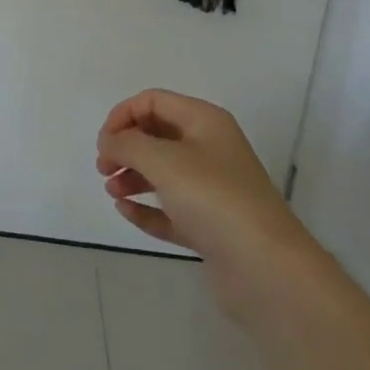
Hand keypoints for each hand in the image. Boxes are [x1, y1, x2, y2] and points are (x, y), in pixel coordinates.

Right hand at [96, 90, 319, 321]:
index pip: (154, 101)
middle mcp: (210, 149)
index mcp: (205, 122)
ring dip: (132, 177)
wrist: (266, 268)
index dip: (123, 115)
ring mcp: (211, 190)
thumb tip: (109, 141)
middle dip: (126, 147)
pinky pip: (169, 209)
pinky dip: (146, 208)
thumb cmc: (214, 199)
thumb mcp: (163, 160)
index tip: (103, 143)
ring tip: (111, 191)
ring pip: (162, 173)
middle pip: (157, 135)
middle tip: (103, 168)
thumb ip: (127, 144)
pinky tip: (125, 211)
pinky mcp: (209, 226)